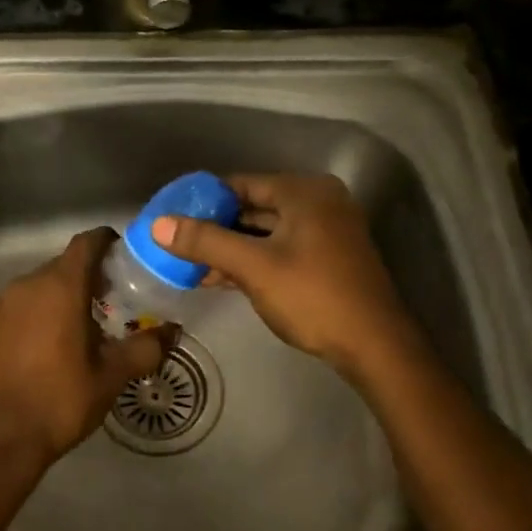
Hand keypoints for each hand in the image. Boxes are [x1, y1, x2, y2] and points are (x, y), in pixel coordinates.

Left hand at [0, 228, 173, 468]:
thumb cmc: (61, 401)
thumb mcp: (111, 377)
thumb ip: (145, 348)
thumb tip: (172, 331)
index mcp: (62, 287)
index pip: (86, 243)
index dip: (105, 243)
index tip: (120, 256)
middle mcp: (25, 284)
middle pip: (60, 267)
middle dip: (82, 279)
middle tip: (103, 305)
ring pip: (32, 289)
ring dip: (52, 300)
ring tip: (66, 331)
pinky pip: (7, 309)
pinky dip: (24, 318)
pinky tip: (31, 348)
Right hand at [150, 173, 416, 377]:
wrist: (374, 346)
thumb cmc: (312, 296)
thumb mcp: (253, 267)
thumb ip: (205, 242)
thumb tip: (157, 225)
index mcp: (304, 192)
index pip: (240, 184)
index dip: (203, 201)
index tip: (171, 219)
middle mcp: (318, 203)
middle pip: (253, 207)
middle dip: (215, 228)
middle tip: (176, 244)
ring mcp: (326, 232)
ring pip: (265, 233)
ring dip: (230, 249)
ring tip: (190, 266)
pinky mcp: (327, 259)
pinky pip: (280, 250)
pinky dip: (252, 261)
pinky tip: (220, 278)